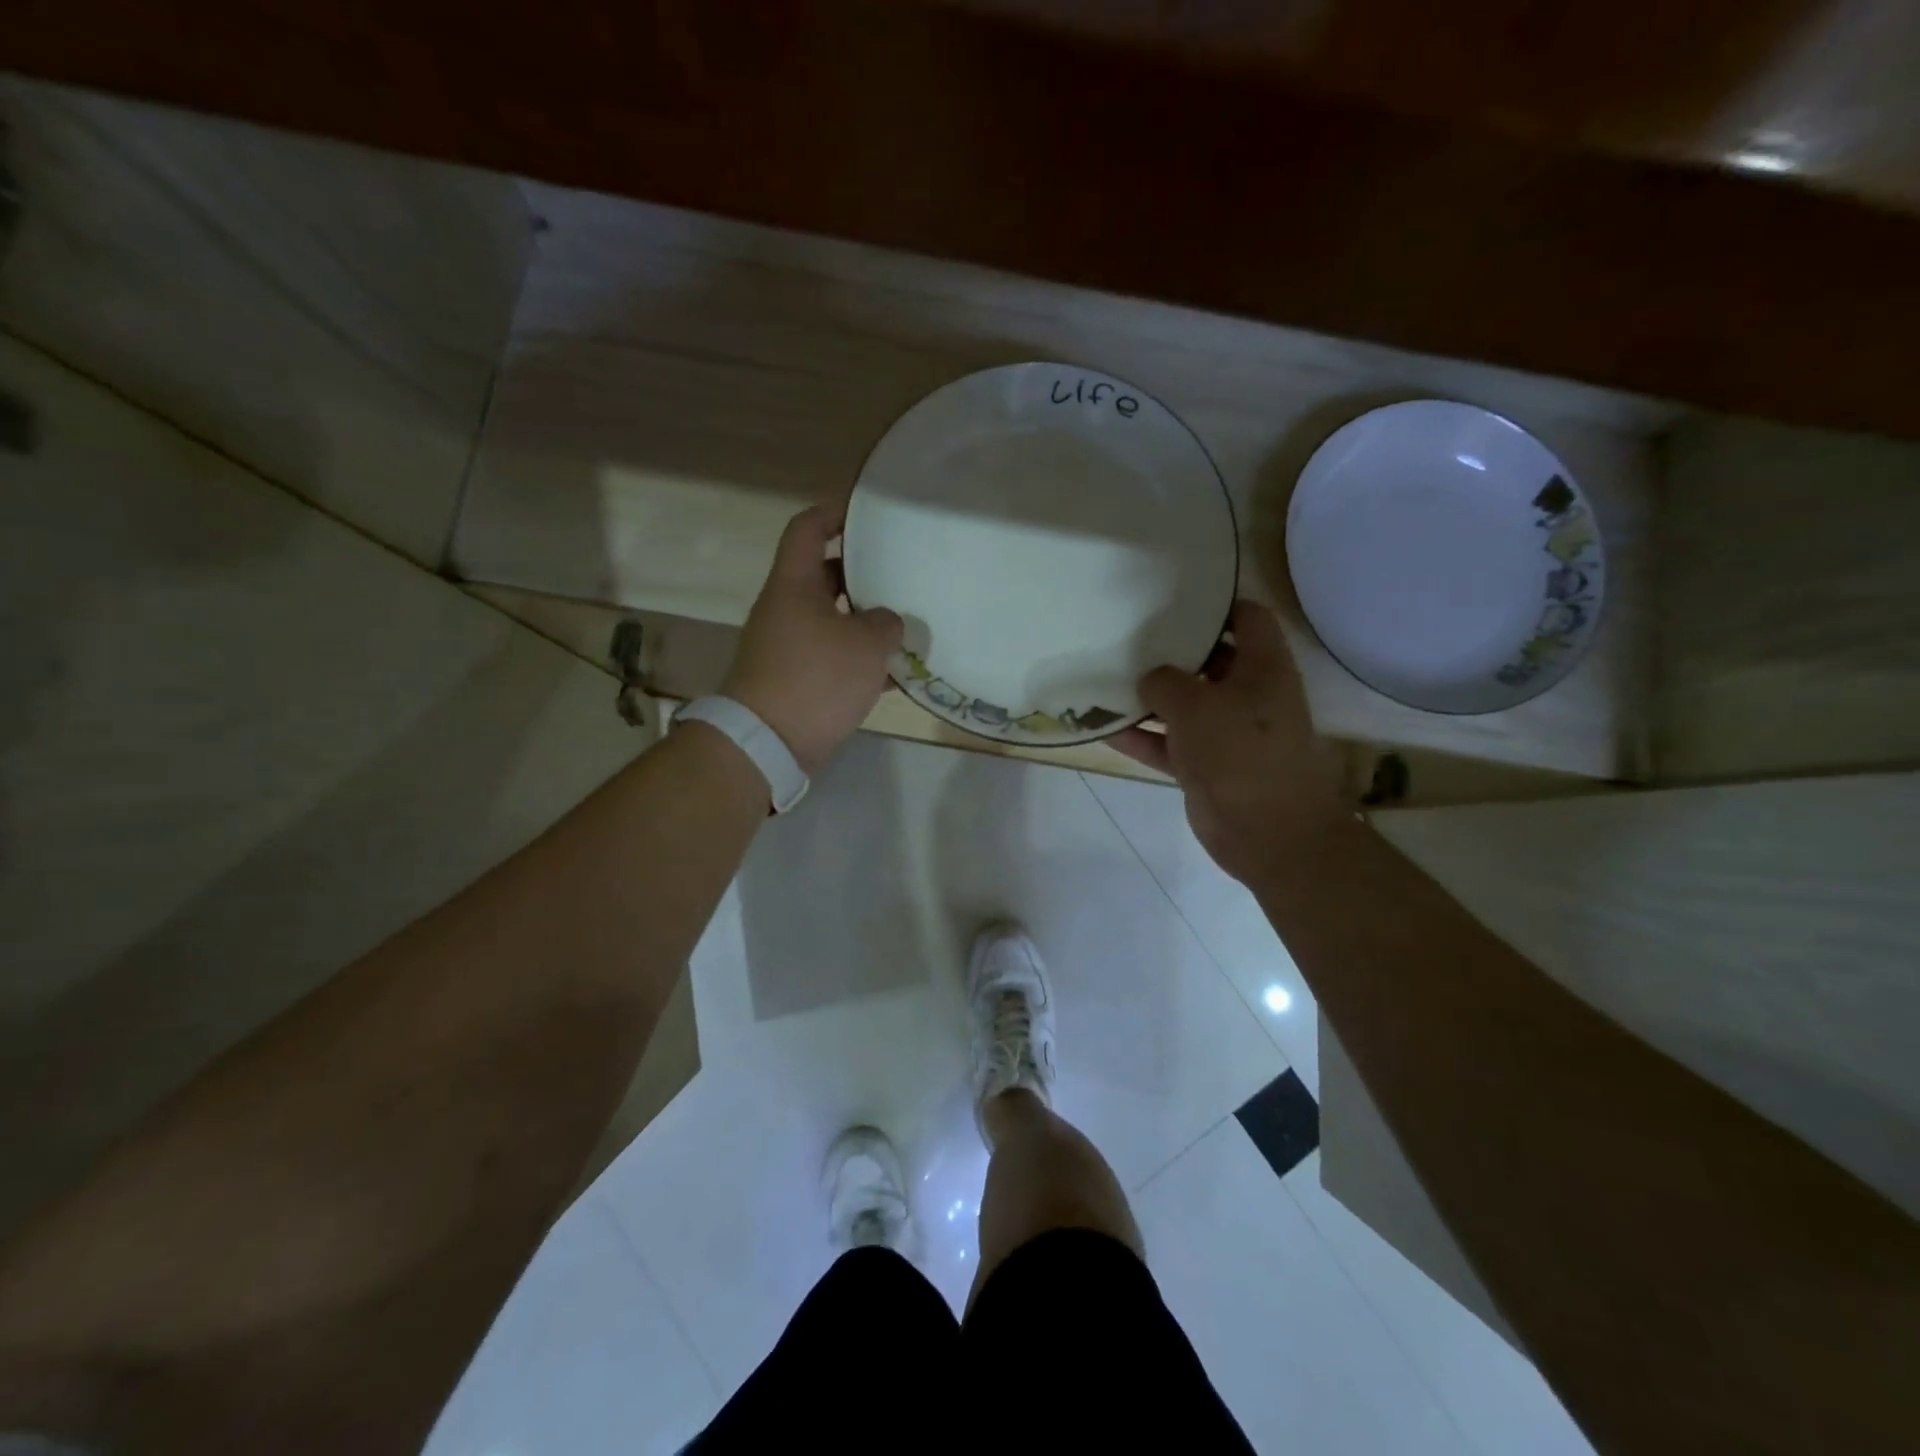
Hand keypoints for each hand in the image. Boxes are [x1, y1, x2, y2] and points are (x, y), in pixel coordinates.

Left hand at [724, 506, 904, 775]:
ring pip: (833, 620)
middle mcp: (786, 609)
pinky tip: (894, 674)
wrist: (769, 742)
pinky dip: (860, 661)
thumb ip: (885, 622)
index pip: (807, 530)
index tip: (867, 512)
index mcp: (793, 585)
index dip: (835, 512)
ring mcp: (788, 647)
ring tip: (907, 624)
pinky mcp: (795, 680)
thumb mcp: (865, 644)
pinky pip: (833, 658)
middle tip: (902, 572)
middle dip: (864, 574)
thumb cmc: (816, 678)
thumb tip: (886, 623)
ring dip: (866, 622)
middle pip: (825, 576)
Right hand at [1113, 599, 1347, 884]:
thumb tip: (1149, 678)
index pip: (1247, 618)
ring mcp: (1225, 733)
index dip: (1217, 603)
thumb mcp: (1195, 705)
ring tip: (1107, 675)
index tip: (1174, 596)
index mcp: (1263, 667)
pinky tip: (1103, 727)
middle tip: (1128, 633)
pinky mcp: (1205, 766)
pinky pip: (1167, 744)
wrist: (1268, 832)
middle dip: (1171, 650)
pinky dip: (1140, 737)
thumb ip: (1165, 682)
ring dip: (1149, 697)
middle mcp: (1247, 694)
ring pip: (1183, 705)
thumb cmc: (1240, 752)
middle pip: (1208, 661)